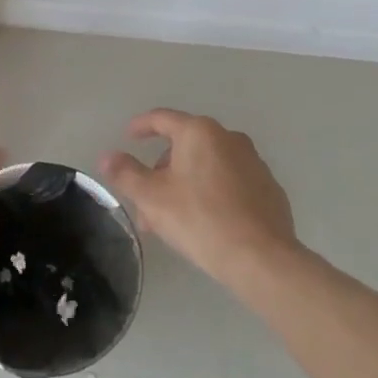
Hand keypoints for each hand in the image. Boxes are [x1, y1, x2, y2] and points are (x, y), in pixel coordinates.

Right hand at [100, 109, 299, 286]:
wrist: (261, 258)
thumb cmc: (199, 219)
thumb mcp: (151, 197)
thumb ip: (126, 173)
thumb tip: (108, 156)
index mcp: (199, 132)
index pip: (162, 118)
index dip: (141, 126)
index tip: (128, 136)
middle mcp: (229, 138)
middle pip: (185, 145)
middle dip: (162, 169)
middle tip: (147, 198)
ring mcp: (254, 163)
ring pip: (207, 166)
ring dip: (185, 183)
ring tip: (172, 217)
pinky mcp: (269, 189)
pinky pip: (230, 182)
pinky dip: (212, 193)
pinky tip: (205, 221)